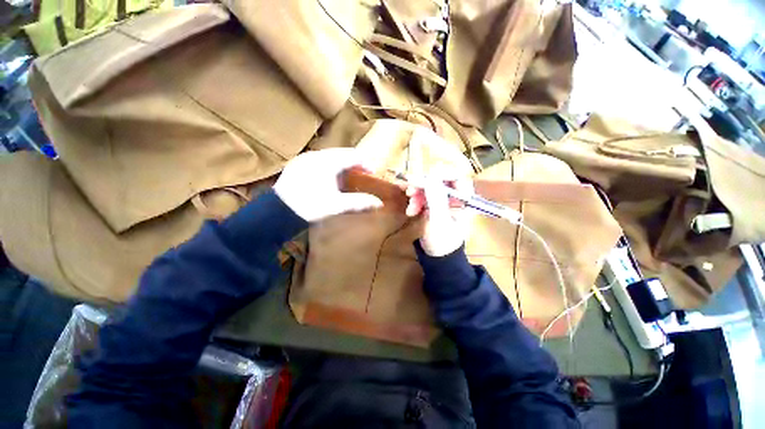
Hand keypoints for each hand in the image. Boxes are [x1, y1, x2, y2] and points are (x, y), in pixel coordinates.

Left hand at [274, 148, 382, 221]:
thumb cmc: (310, 206)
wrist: (278, 211)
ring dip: (341, 164)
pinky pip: (318, 160)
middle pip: (341, 154)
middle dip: (354, 163)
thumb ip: (359, 202)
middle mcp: (316, 155)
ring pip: (329, 156)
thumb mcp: (337, 205)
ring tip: (347, 177)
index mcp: (328, 162)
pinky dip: (329, 166)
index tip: (372, 172)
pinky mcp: (297, 165)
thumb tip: (379, 203)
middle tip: (361, 175)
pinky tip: (329, 178)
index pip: (353, 155)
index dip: (365, 162)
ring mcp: (305, 159)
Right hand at [405, 171, 473, 256]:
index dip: (441, 173)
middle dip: (423, 185)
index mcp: (464, 199)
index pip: (456, 176)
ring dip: (416, 194)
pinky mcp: (432, 204)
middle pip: (439, 179)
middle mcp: (454, 196)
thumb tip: (432, 174)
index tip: (424, 178)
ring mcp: (442, 199)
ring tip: (410, 208)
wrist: (437, 257)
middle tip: (410, 191)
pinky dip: (414, 200)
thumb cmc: (443, 241)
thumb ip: (436, 197)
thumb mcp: (439, 220)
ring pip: (428, 187)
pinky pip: (422, 195)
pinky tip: (410, 211)